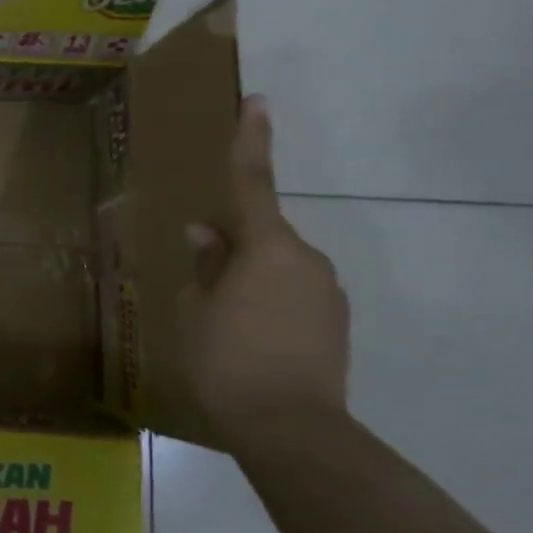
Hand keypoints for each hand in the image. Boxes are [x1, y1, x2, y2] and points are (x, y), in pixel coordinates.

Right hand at [181, 96, 350, 454]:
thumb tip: (207, 235)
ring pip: (278, 269)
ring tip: (225, 328)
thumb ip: (205, 265)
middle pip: (262, 237)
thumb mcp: (196, 309)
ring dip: (251, 282)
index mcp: (266, 247)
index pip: (253, 183)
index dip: (251, 141)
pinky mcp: (337, 323)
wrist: (292, 429)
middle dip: (234, 250)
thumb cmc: (227, 360)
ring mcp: (327, 292)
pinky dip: (270, 306)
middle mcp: (306, 259)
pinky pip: (295, 296)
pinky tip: (253, 343)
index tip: (259, 102)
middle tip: (204, 289)